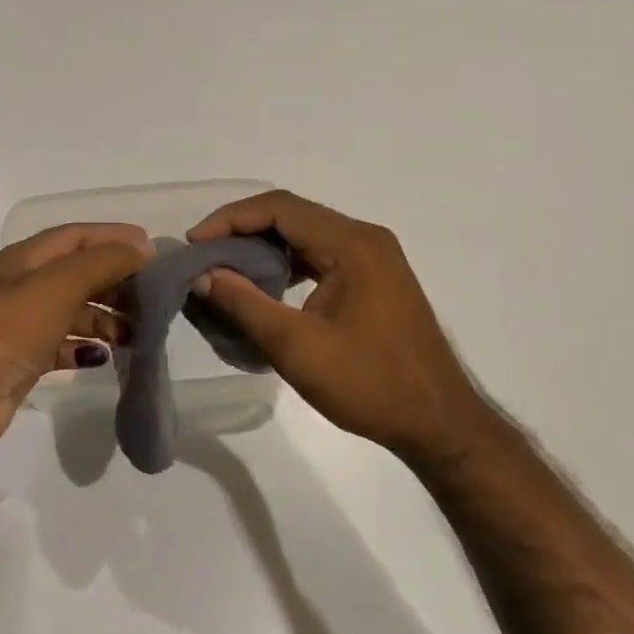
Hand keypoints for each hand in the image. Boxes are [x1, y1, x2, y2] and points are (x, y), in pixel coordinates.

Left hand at [0, 222, 152, 454]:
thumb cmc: (8, 328)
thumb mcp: (58, 285)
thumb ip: (103, 262)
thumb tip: (143, 247)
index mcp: (26, 259)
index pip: (77, 236)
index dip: (113, 237)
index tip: (153, 249)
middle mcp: (24, 286)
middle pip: (79, 273)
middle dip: (116, 281)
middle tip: (154, 297)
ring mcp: (23, 324)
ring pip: (75, 311)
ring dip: (106, 317)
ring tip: (139, 331)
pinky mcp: (24, 360)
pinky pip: (64, 345)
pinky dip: (86, 347)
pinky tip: (105, 356)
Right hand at [188, 190, 484, 454]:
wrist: (439, 424)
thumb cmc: (369, 384)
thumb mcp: (296, 347)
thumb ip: (244, 304)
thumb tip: (200, 275)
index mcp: (352, 244)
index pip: (280, 208)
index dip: (231, 219)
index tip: (194, 243)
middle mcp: (365, 239)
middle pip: (292, 216)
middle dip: (242, 231)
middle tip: (203, 255)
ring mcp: (373, 258)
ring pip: (305, 236)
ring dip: (263, 247)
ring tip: (224, 270)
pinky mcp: (374, 279)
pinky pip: (319, 256)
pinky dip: (286, 264)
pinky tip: (264, 287)